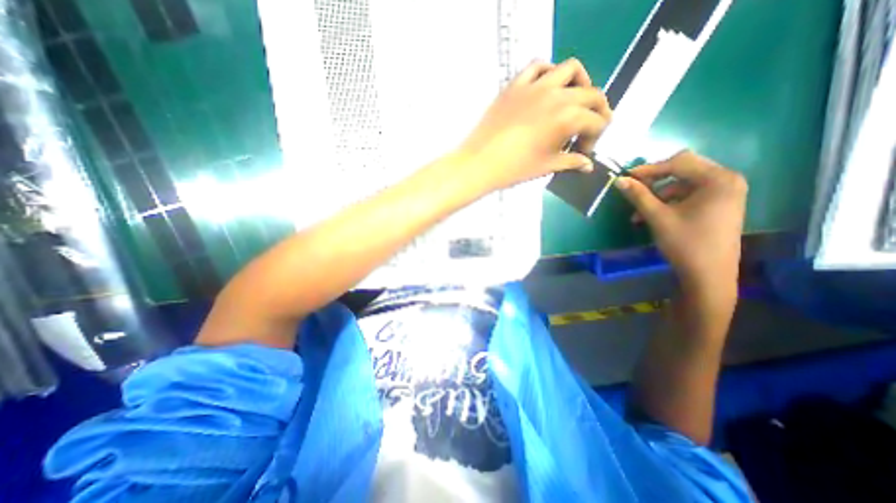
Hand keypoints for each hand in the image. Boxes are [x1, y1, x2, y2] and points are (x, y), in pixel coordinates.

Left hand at [458, 57, 612, 189]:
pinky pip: (537, 66)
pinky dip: (548, 72)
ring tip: (574, 100)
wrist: (480, 163)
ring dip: (580, 83)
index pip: (596, 122)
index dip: (594, 138)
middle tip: (587, 128)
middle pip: (591, 94)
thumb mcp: (546, 166)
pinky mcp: (515, 85)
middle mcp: (557, 95)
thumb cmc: (514, 169)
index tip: (582, 151)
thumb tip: (587, 166)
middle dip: (596, 112)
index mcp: (567, 118)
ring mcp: (535, 86)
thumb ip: (571, 162)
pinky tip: (547, 87)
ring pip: (570, 70)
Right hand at [618, 151, 750, 302]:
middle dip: (655, 180)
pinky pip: (690, 194)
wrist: (708, 275)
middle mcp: (727, 180)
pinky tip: (654, 215)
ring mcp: (726, 193)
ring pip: (684, 183)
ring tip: (640, 213)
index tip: (627, 177)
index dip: (650, 168)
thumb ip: (638, 195)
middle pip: (684, 169)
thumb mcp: (657, 217)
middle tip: (634, 189)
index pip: (679, 162)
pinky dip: (670, 202)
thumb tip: (619, 180)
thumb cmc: (685, 243)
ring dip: (659, 195)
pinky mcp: (720, 204)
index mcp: (718, 179)